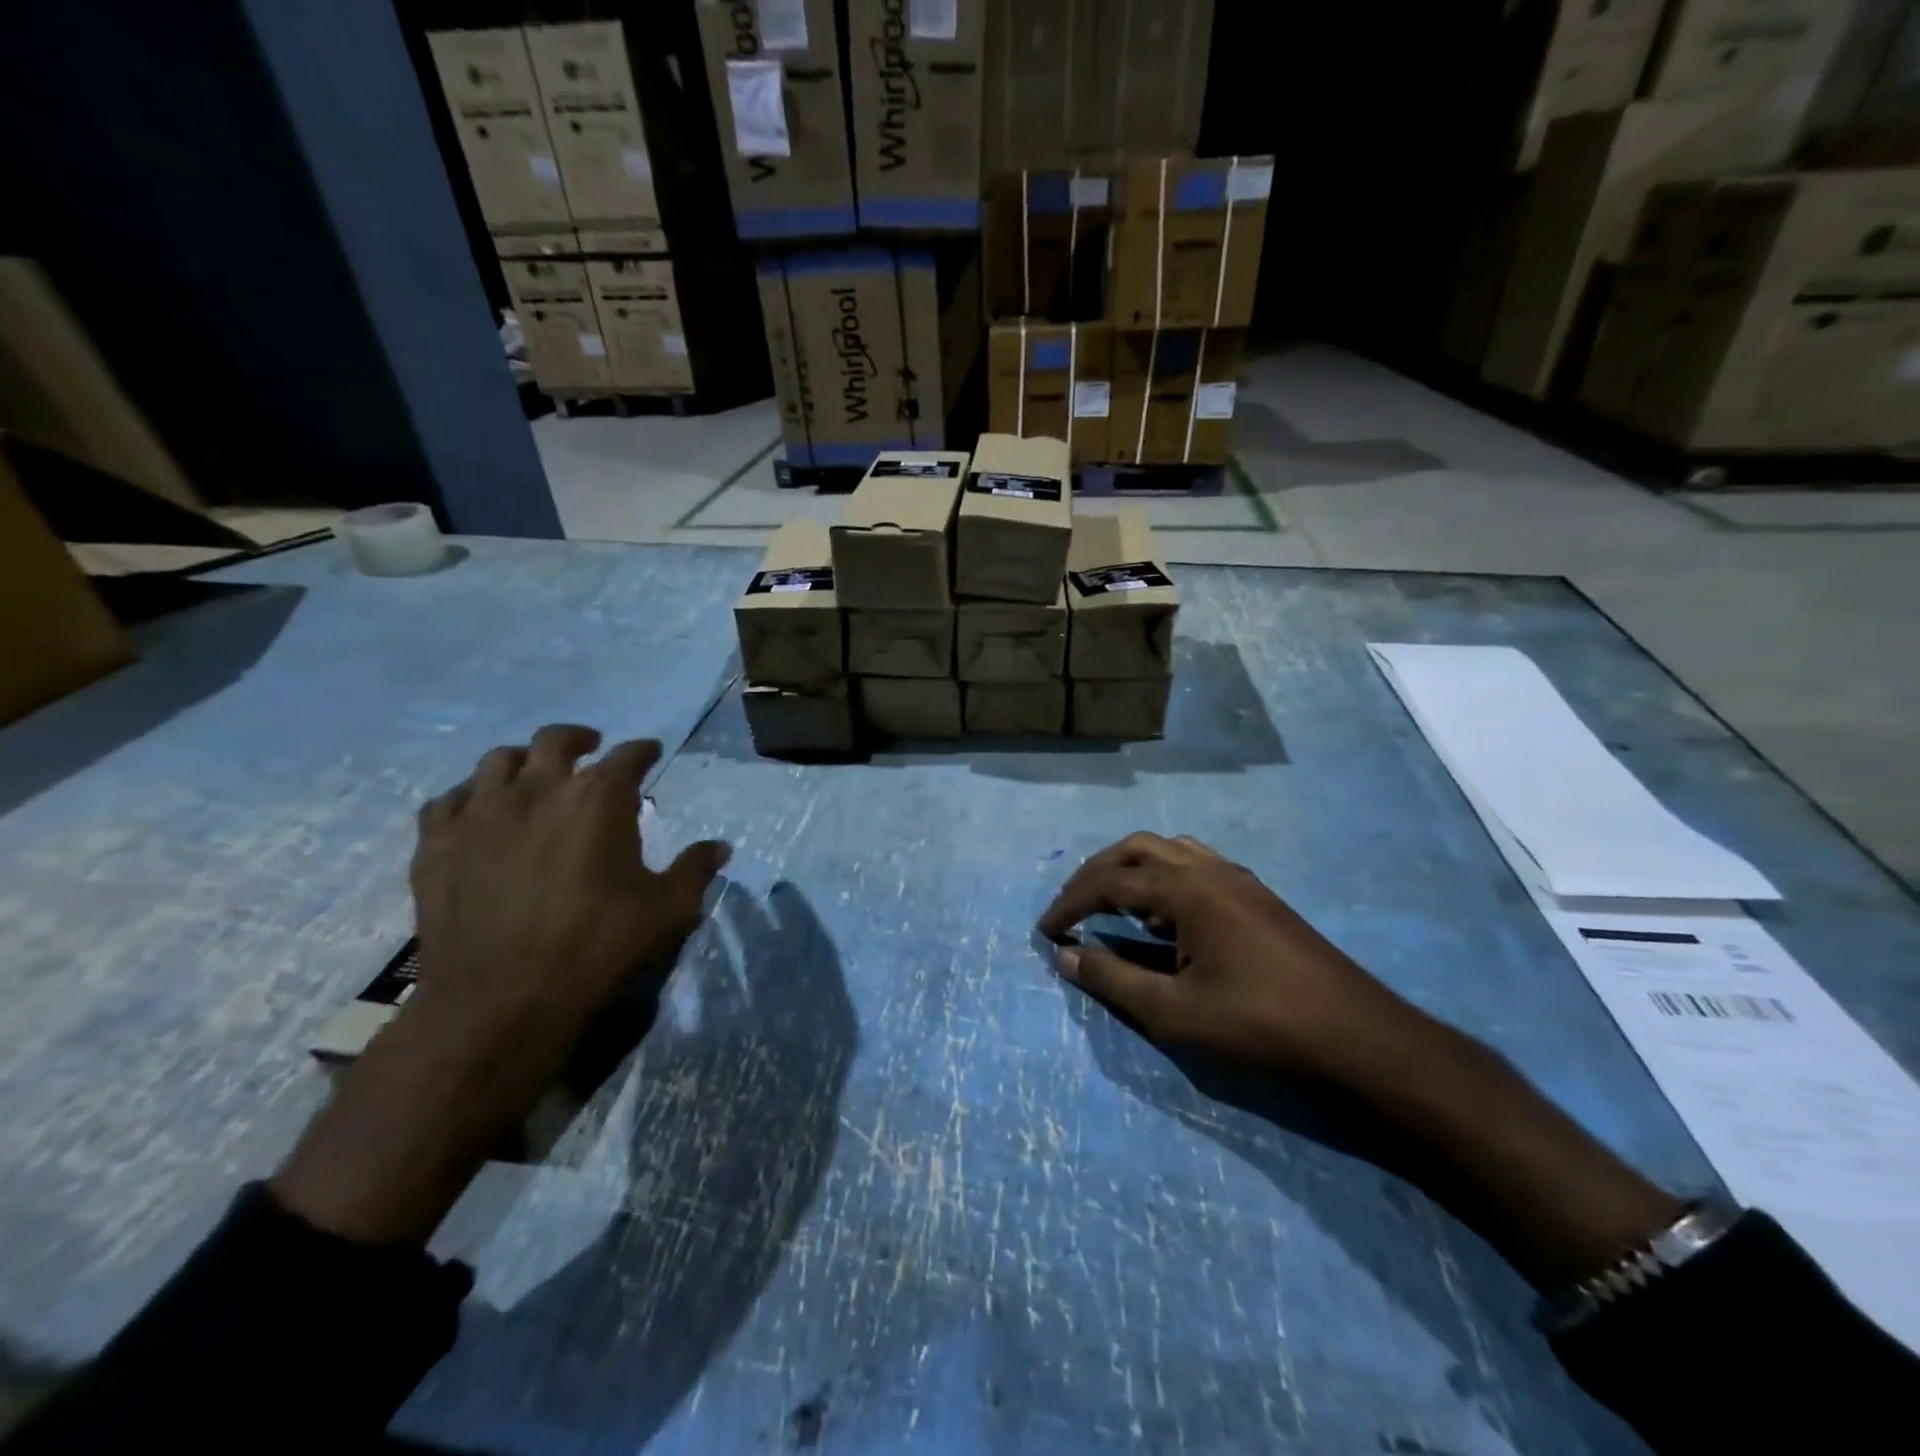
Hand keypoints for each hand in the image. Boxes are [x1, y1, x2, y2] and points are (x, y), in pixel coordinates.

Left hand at [404, 725, 725, 1097]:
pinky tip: (479, 812)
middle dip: (580, 738)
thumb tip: (719, 847)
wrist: (498, 1002)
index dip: (643, 750)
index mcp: (598, 799)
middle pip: (556, 739)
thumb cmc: (595, 948)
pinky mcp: (436, 845)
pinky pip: (447, 800)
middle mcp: (537, 790)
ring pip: (498, 761)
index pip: (628, 755)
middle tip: (591, 748)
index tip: (650, 752)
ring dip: (524, 761)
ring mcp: (479, 814)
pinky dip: (469, 797)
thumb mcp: (667, 911)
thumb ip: (695, 870)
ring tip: (534, 775)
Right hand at [1039, 832, 1427, 1086]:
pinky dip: (1165, 879)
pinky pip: (1196, 867)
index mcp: (1186, 888)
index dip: (1070, 903)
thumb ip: (1113, 979)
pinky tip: (1165, 918)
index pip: (1109, 882)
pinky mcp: (1256, 895)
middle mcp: (1209, 868)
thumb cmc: (1258, 1023)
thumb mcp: (1174, 1011)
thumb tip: (1066, 956)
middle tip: (1073, 907)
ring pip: (1169, 851)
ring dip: (1132, 869)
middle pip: (1137, 850)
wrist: (1356, 1036)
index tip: (1045, 930)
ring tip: (1114, 906)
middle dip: (1096, 873)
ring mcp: (1237, 878)